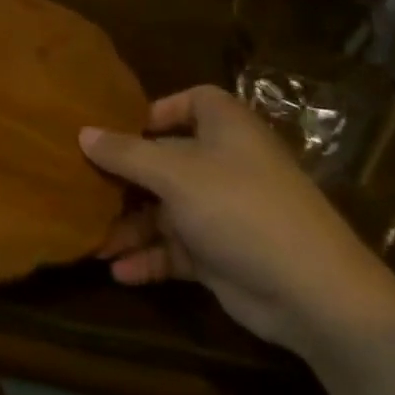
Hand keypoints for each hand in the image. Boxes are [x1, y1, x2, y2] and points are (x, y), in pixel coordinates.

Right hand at [81, 86, 394, 359]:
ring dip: (130, 226)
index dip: (157, 110)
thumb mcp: (174, 174)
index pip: (192, 102)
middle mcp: (223, 163)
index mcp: (225, 129)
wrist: (311, 292)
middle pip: (165, 159)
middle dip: (124, 177)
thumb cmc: (240, 208)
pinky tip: (118, 272)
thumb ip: (125, 153)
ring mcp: (222, 210)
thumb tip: (82, 133)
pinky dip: (149, 258)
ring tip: (92, 243)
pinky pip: (175, 248)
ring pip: (165, 209)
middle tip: (82, 186)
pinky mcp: (220, 253)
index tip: (118, 128)